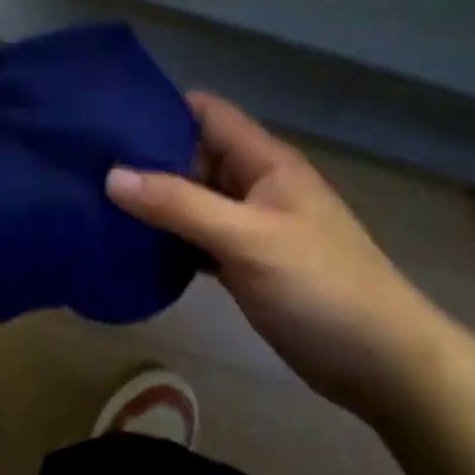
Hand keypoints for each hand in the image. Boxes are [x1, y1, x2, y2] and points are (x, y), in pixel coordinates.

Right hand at [106, 92, 445, 416]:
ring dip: (155, 200)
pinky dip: (170, 237)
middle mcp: (254, 183)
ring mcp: (251, 224)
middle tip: (90, 167)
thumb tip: (112, 174)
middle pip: (193, 154)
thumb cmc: (321, 286)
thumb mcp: (246, 239)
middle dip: (146, 158)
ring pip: (193, 198)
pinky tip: (132, 245)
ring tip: (97, 201)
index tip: (108, 119)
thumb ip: (179, 204)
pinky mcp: (246, 262)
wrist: (385, 365)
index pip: (206, 112)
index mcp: (263, 160)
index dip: (160, 108)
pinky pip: (198, 236)